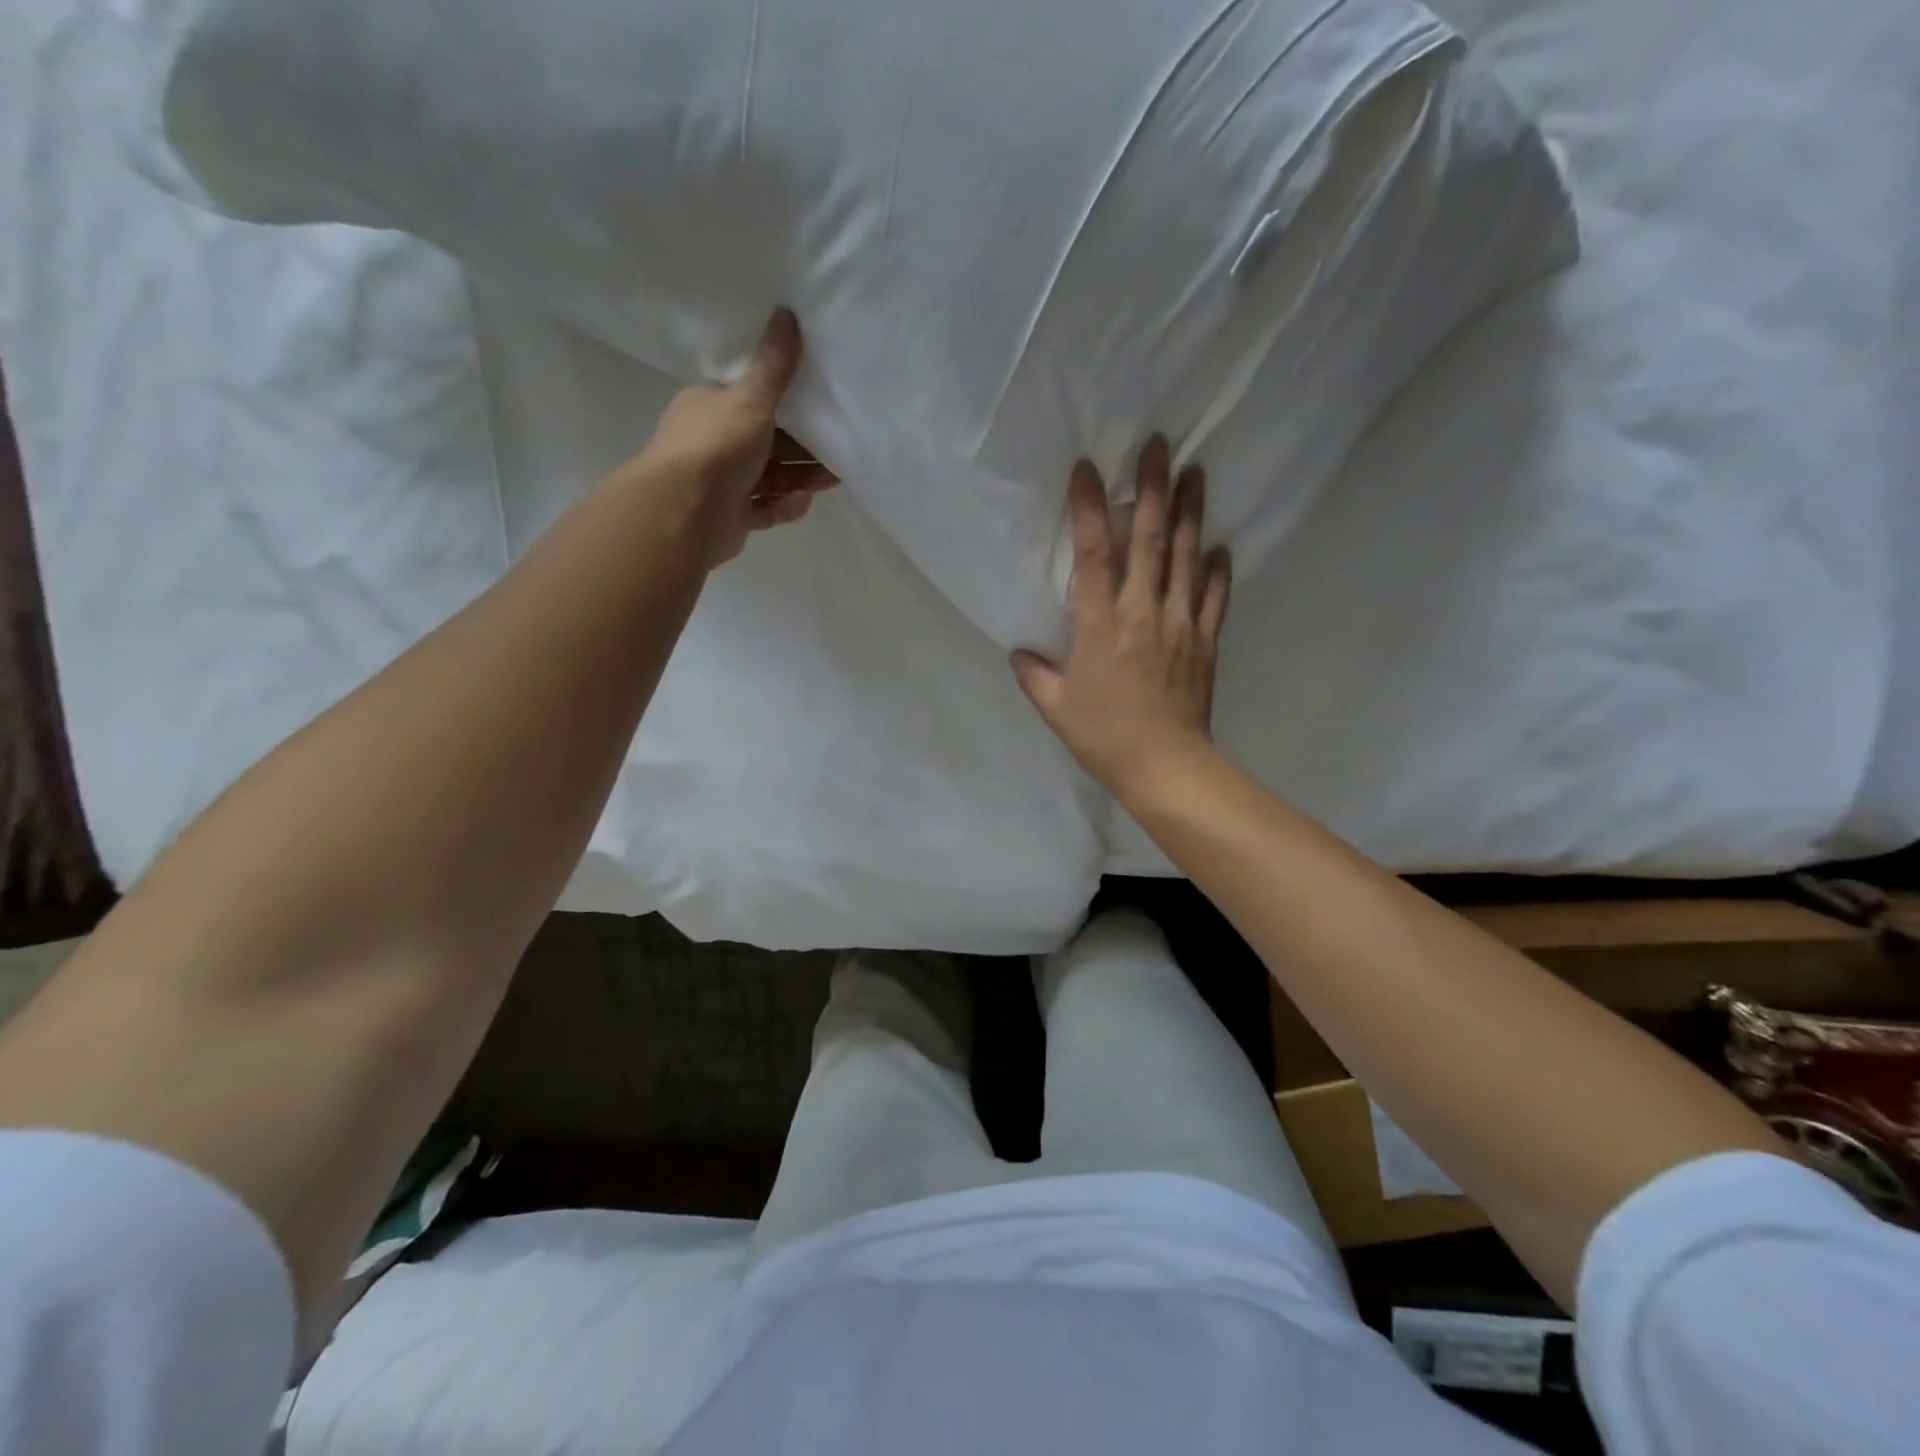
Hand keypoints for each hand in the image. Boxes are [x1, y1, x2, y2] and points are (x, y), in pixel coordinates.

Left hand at [621, 308, 837, 566]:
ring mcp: (722, 484)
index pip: (750, 398)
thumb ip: (774, 365)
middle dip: (803, 446)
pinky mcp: (733, 518)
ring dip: (802, 477)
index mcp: (710, 407)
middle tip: (840, 445)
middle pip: (767, 442)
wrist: (684, 514)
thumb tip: (786, 312)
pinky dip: (786, 506)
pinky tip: (804, 502)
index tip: (820, 403)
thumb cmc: (717, 447)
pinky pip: (766, 509)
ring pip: (771, 477)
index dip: (785, 401)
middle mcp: (714, 444)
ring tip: (836, 477)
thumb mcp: (750, 398)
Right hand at [1012, 437, 1230, 793]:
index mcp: (1101, 624)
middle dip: (1153, 488)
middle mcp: (1143, 612)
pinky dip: (1218, 570)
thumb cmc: (1104, 736)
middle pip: (1149, 539)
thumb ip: (1034, 675)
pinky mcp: (1205, 642)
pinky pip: (1214, 597)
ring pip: (1186, 557)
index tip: (1088, 468)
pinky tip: (1222, 547)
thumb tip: (1019, 653)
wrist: (1165, 766)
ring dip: (1191, 513)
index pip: (1093, 553)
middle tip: (1161, 445)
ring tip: (1196, 473)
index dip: (1089, 507)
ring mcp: (1180, 624)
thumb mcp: (1056, 708)